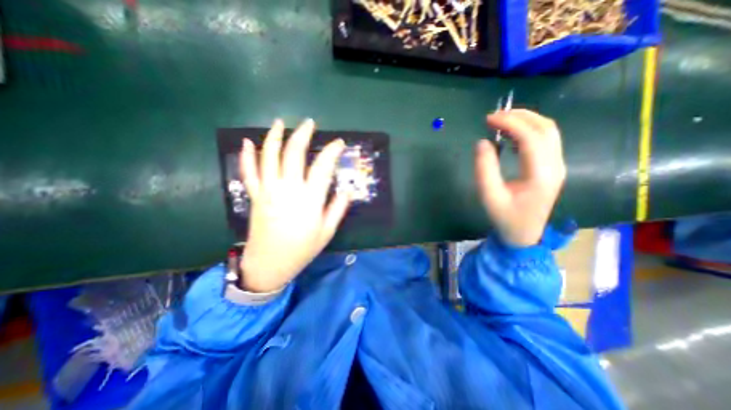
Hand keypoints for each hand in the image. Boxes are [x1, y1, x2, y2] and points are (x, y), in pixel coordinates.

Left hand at [240, 118, 350, 290]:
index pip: (323, 167)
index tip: (339, 143)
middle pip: (294, 154)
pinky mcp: (254, 196)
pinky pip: (249, 172)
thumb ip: (337, 209)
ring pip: (269, 157)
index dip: (332, 151)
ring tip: (280, 123)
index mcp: (310, 200)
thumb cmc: (302, 249)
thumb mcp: (327, 232)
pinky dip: (247, 156)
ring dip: (275, 137)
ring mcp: (268, 191)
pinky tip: (248, 142)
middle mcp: (288, 190)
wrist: (269, 264)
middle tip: (309, 123)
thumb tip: (347, 190)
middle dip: (302, 135)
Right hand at [472, 109, 566, 246]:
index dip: (510, 123)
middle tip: (494, 116)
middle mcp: (556, 165)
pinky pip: (546, 139)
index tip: (488, 119)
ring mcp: (558, 165)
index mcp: (541, 174)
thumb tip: (482, 142)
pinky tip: (511, 135)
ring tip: (501, 121)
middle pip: (546, 128)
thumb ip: (484, 168)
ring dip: (526, 120)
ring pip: (549, 131)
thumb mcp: (489, 195)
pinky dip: (528, 130)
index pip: (531, 138)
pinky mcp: (553, 167)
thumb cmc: (505, 217)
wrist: (524, 234)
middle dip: (520, 115)